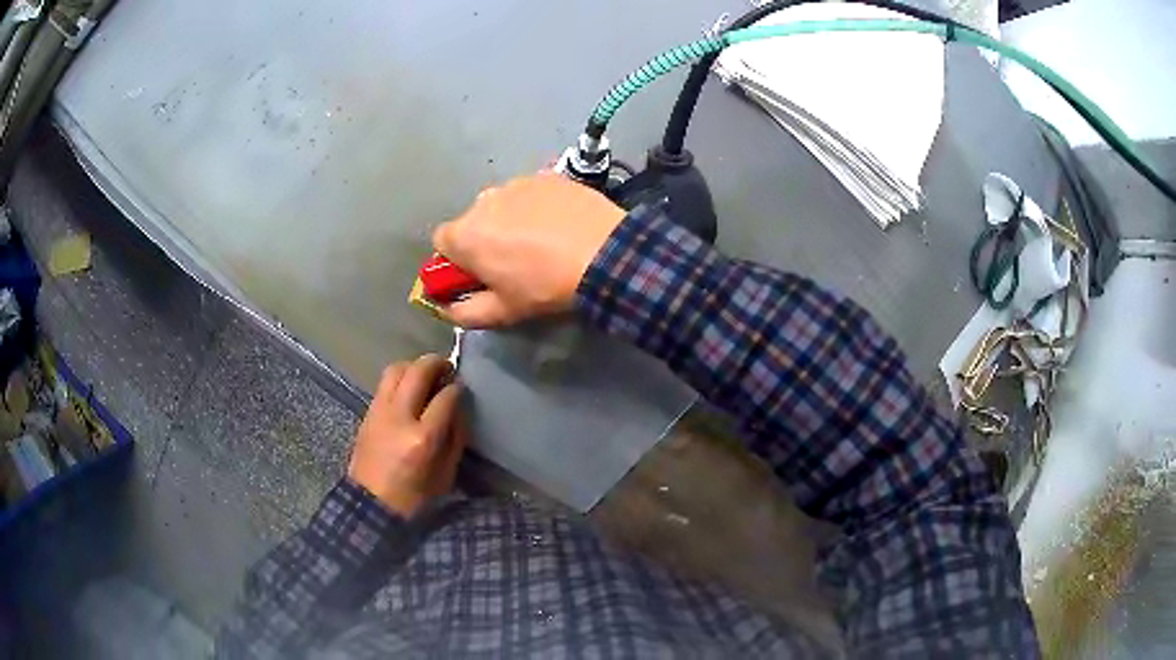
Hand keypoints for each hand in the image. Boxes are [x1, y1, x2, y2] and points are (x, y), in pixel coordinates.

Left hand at [348, 355, 466, 516]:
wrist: (371, 505)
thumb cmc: (414, 498)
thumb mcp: (446, 475)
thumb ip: (455, 439)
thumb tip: (459, 409)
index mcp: (423, 438)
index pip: (445, 397)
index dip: (457, 389)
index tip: (462, 389)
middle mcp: (399, 417)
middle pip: (418, 372)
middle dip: (436, 363)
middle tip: (448, 367)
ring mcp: (380, 412)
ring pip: (396, 369)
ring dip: (414, 366)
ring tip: (425, 373)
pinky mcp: (368, 413)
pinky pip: (384, 384)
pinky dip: (400, 378)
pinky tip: (408, 388)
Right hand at [433, 172, 625, 327]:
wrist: (603, 253)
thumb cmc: (545, 286)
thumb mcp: (503, 311)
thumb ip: (464, 313)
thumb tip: (446, 308)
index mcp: (465, 235)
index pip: (442, 242)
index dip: (457, 259)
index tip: (480, 273)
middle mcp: (483, 200)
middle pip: (473, 220)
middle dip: (485, 238)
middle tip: (516, 261)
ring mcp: (516, 183)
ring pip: (502, 204)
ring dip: (511, 220)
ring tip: (544, 241)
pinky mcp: (546, 176)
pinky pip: (531, 192)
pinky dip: (538, 206)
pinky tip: (561, 224)